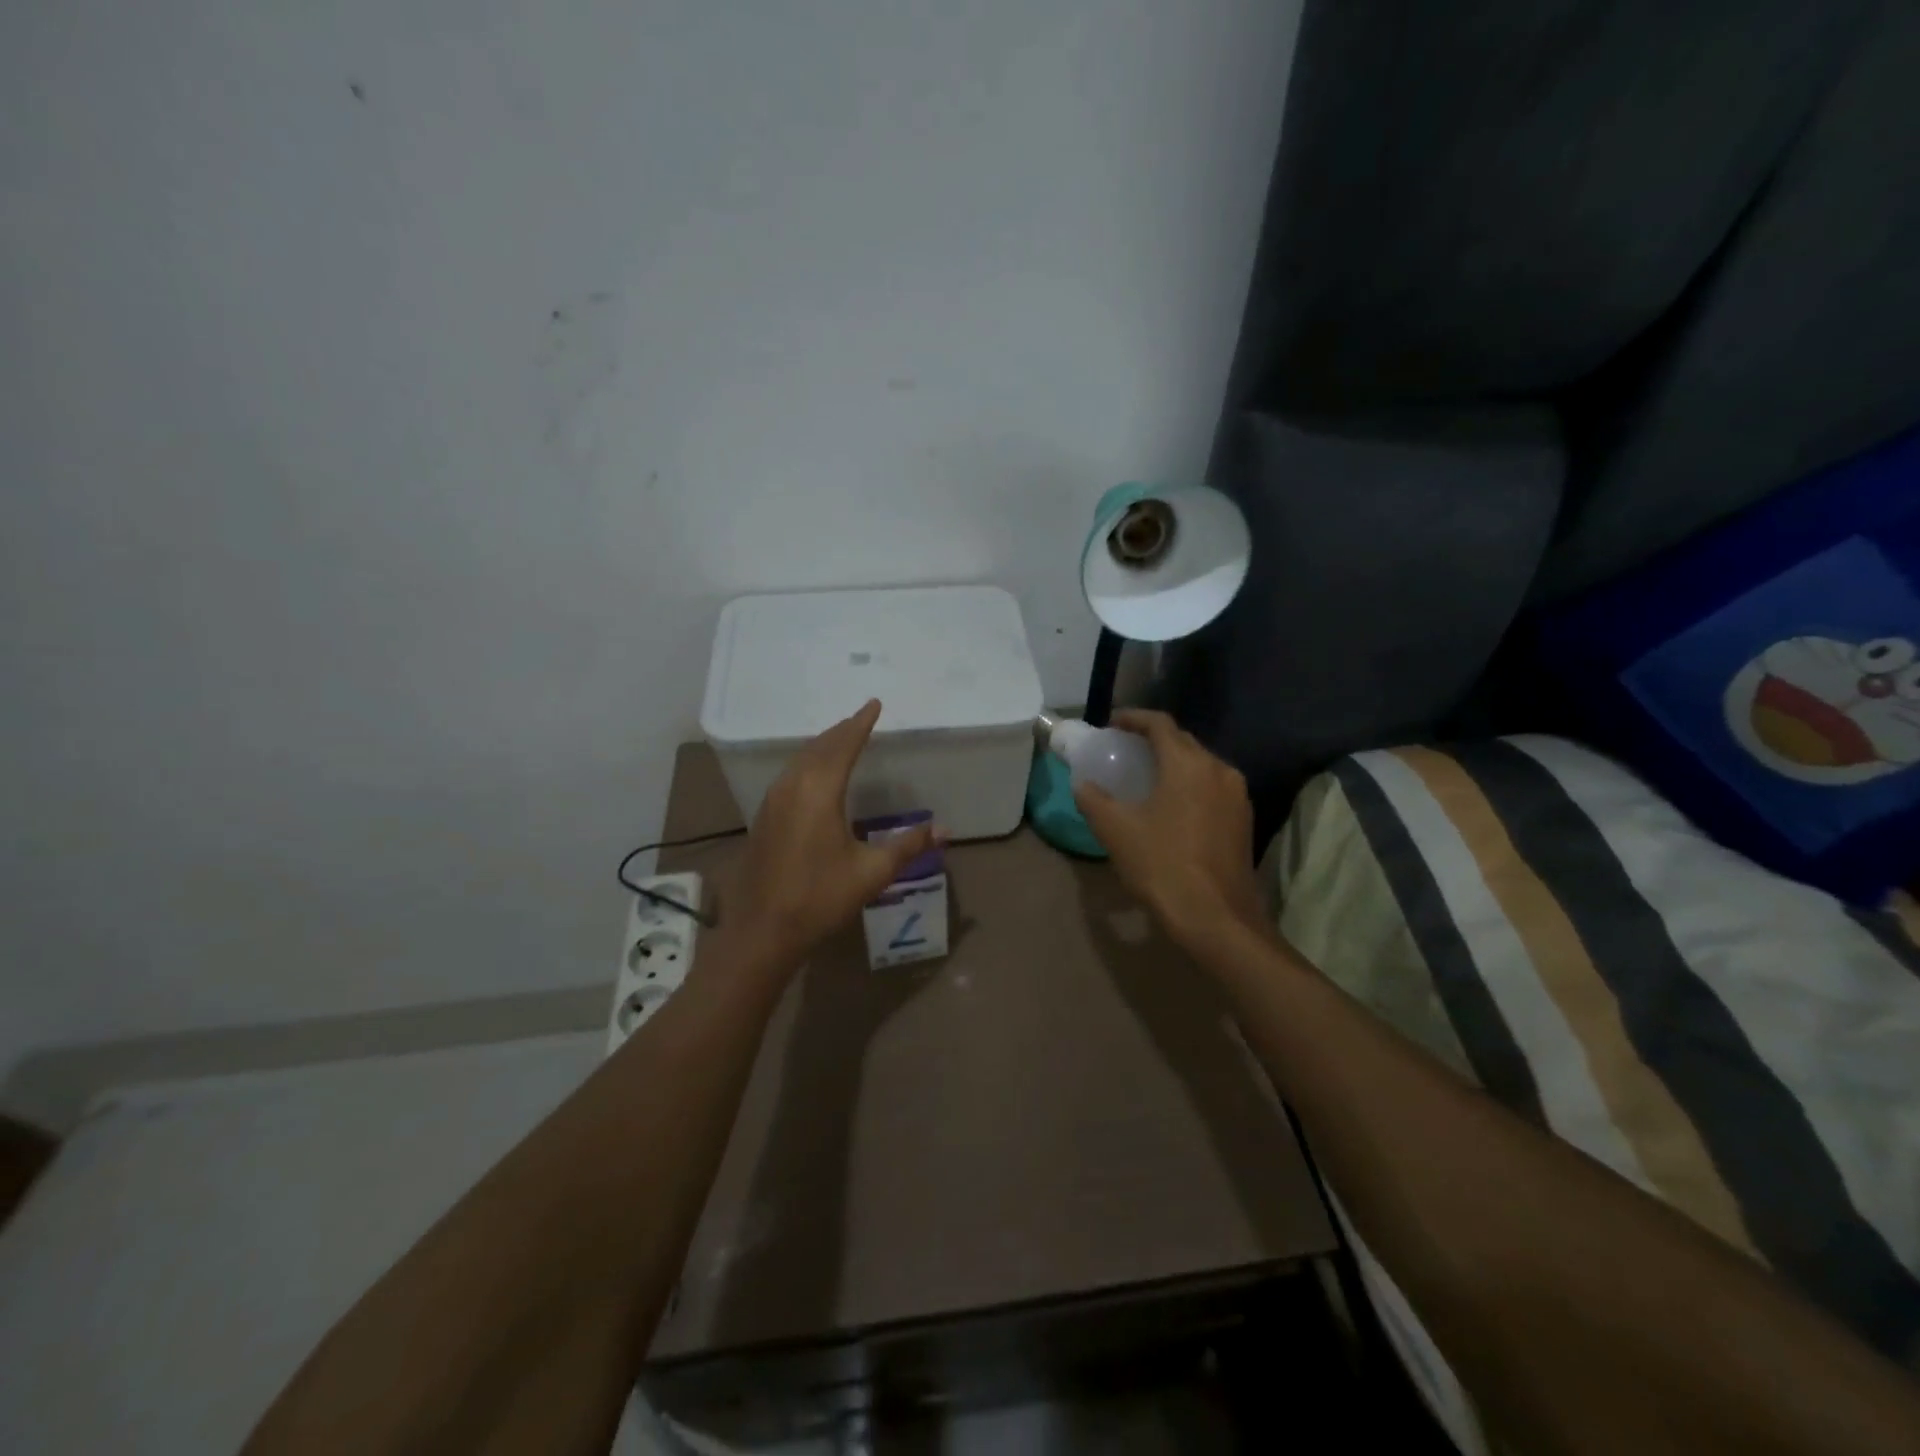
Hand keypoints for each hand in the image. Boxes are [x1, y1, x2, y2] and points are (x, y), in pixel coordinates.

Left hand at [734, 699, 936, 959]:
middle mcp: (792, 787)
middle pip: (819, 747)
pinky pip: (789, 775)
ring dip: (822, 746)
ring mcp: (773, 801)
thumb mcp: (872, 872)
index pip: (844, 745)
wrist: (762, 931)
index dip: (861, 723)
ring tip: (840, 739)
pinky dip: (808, 763)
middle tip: (860, 718)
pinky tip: (813, 776)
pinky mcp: (764, 818)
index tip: (874, 703)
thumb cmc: (820, 897)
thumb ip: (908, 846)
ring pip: (800, 759)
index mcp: (819, 791)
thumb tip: (944, 830)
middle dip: (842, 730)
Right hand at [1072, 709, 1265, 954]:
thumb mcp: (1116, 831)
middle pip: (1183, 742)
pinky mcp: (1243, 820)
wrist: (1217, 918)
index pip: (1160, 724)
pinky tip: (1171, 805)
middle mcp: (1219, 770)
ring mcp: (1237, 796)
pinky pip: (1212, 787)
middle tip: (1124, 750)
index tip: (1112, 723)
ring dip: (1173, 763)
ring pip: (1201, 765)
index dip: (1134, 718)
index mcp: (1188, 764)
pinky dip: (1189, 785)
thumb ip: (1094, 800)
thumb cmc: (1163, 866)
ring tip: (1145, 776)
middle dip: (1153, 740)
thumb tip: (1083, 785)